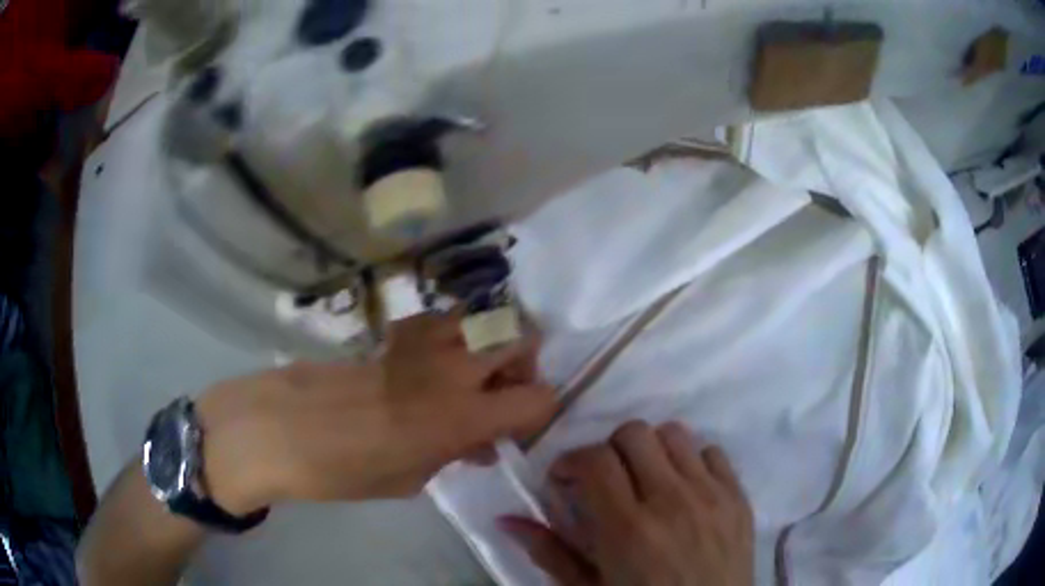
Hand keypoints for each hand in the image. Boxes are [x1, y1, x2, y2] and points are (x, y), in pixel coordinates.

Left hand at [195, 312, 557, 513]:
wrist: (284, 429)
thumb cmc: (349, 469)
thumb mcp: (413, 479)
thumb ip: (455, 454)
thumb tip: (479, 445)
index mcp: (464, 415)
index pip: (539, 397)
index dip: (540, 410)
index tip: (522, 425)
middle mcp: (454, 368)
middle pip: (521, 335)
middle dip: (525, 360)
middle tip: (503, 387)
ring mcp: (424, 341)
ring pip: (482, 315)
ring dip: (489, 340)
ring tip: (469, 369)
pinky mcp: (395, 332)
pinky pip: (440, 321)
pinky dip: (449, 336)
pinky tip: (426, 362)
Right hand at [501, 422, 753, 585]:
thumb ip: (550, 553)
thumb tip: (507, 520)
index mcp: (628, 529)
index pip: (596, 460)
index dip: (572, 460)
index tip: (565, 479)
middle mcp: (672, 501)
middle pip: (635, 434)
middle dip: (610, 449)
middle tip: (605, 479)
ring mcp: (711, 495)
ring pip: (675, 434)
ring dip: (652, 450)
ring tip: (646, 480)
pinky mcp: (739, 497)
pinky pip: (714, 453)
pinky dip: (692, 461)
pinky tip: (684, 489)